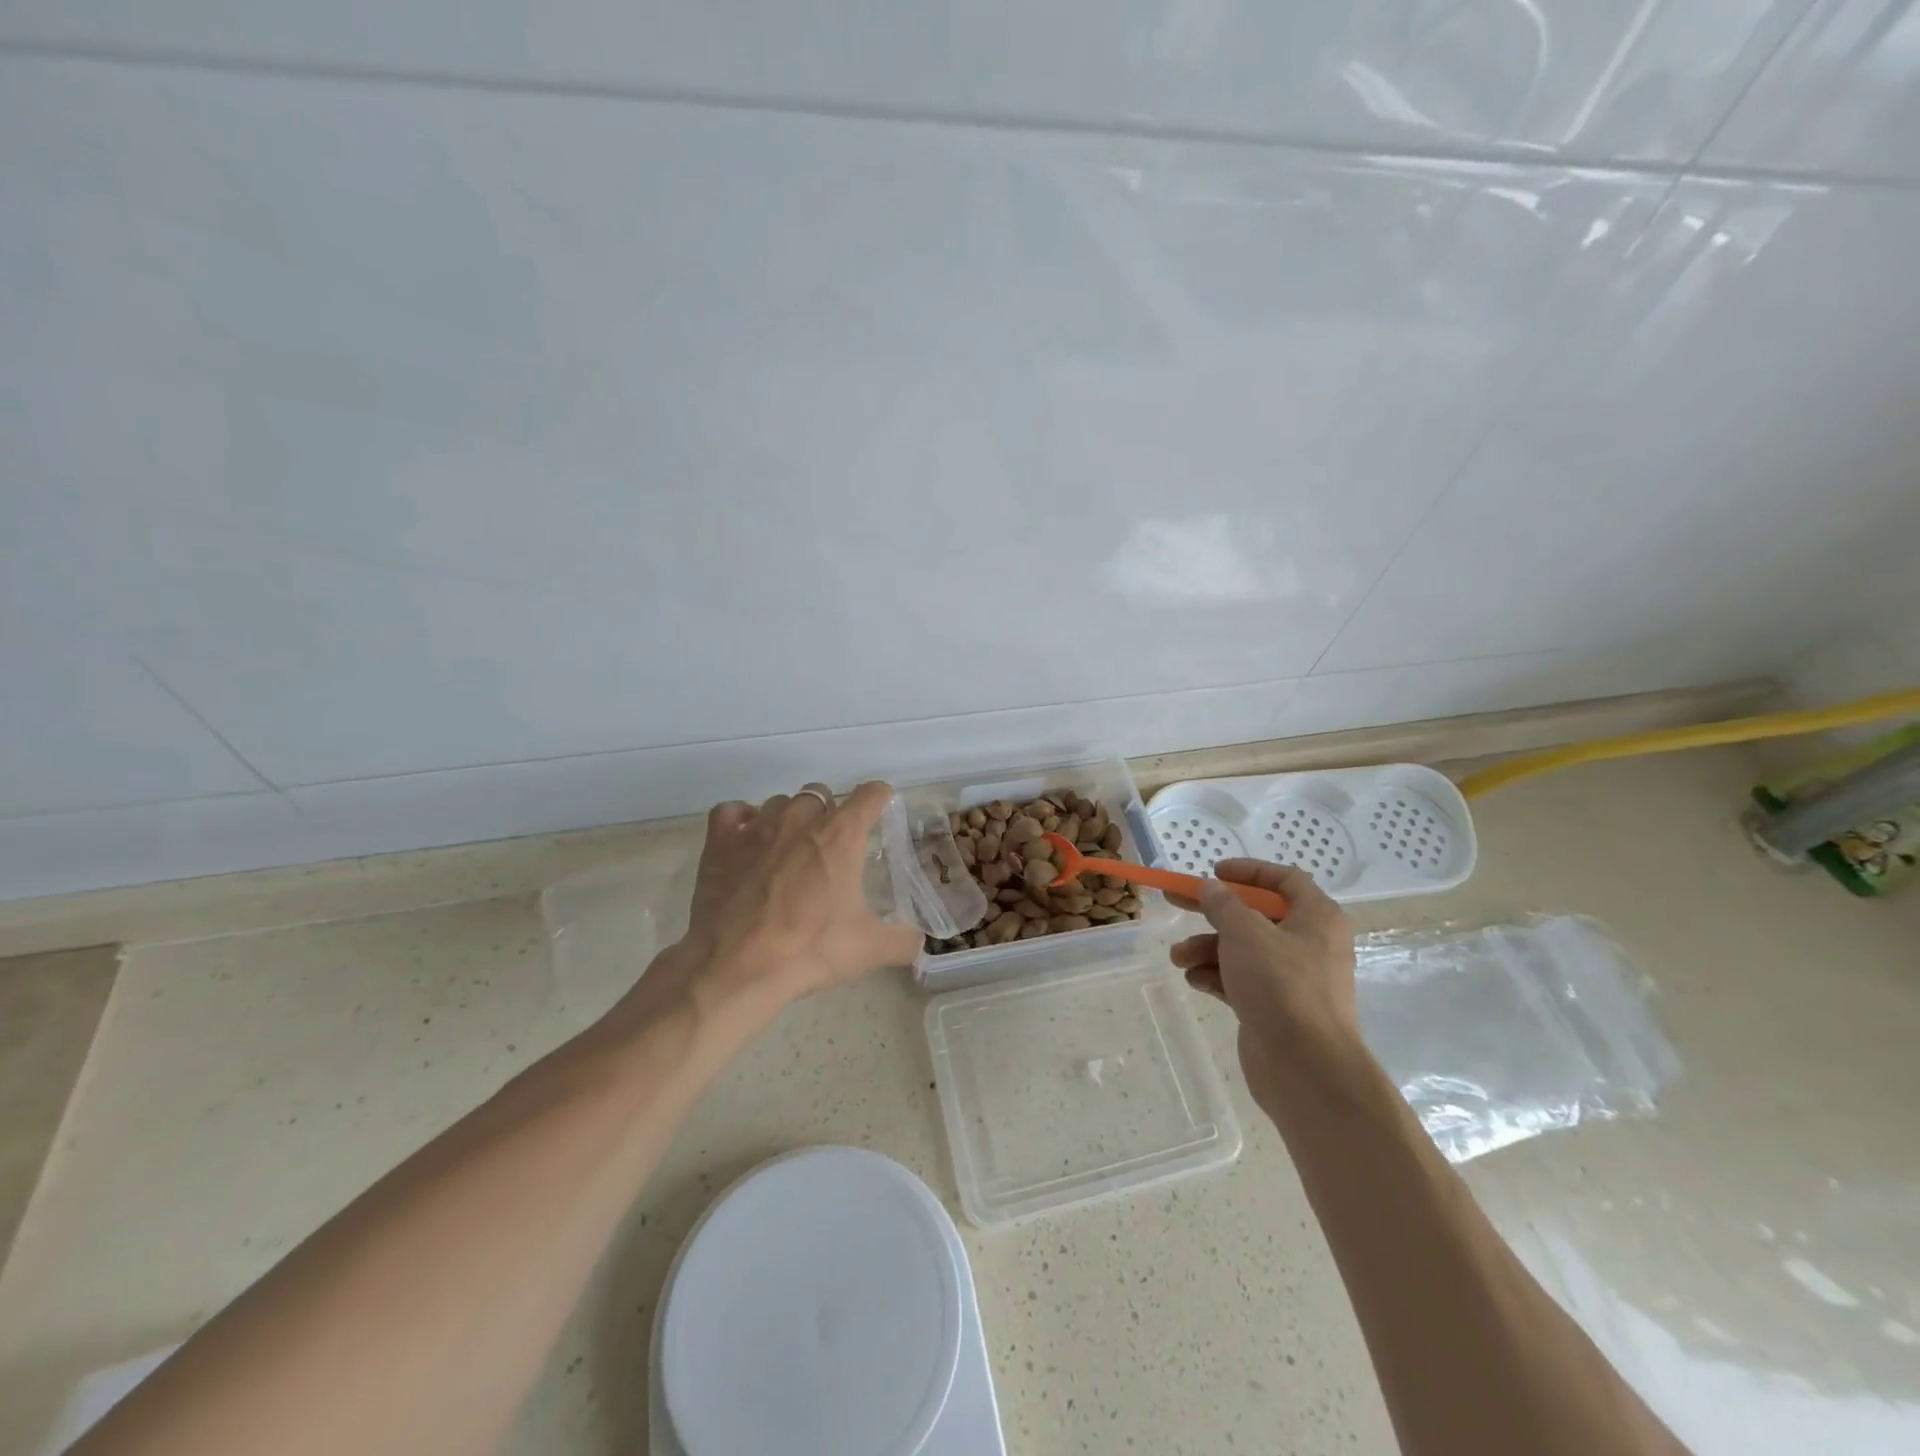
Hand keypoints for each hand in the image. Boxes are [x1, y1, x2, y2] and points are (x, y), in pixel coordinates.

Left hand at [660, 781, 923, 1019]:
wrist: (737, 966)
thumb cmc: (809, 950)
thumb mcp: (868, 949)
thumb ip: (903, 941)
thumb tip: (921, 941)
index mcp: (841, 835)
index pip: (870, 794)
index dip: (879, 798)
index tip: (880, 808)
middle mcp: (801, 818)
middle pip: (821, 794)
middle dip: (829, 812)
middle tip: (830, 847)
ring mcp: (757, 826)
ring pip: (779, 802)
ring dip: (789, 817)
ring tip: (789, 848)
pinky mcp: (721, 841)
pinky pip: (732, 812)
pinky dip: (742, 820)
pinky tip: (747, 840)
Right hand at [1170, 860, 1360, 1109]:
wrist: (1307, 1069)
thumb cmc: (1281, 986)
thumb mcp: (1245, 933)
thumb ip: (1223, 905)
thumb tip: (1211, 888)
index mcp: (1317, 918)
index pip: (1285, 880)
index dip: (1249, 871)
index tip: (1213, 872)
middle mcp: (1309, 944)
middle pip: (1255, 916)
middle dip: (1213, 912)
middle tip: (1174, 902)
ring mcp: (1293, 979)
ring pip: (1243, 950)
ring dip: (1207, 948)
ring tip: (1178, 958)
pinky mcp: (1276, 1008)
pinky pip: (1241, 981)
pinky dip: (1217, 976)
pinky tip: (1194, 980)